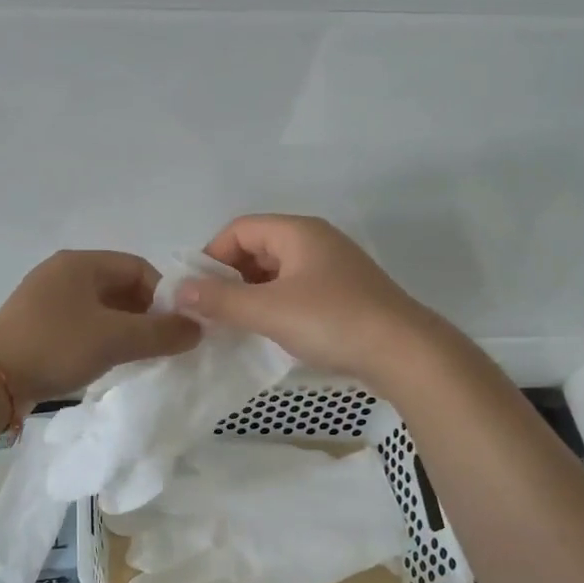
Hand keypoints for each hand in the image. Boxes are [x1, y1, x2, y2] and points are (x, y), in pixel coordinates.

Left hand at [0, 251, 200, 405]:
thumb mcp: (116, 339)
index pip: (138, 267)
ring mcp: (44, 298)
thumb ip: (161, 334)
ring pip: (100, 307)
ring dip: (124, 327)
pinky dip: (100, 337)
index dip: (163, 295)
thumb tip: (198, 329)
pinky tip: (107, 361)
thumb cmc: (56, 347)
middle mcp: (61, 273)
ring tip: (138, 355)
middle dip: (145, 313)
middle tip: (162, 343)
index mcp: (80, 263)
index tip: (176, 326)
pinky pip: (80, 322)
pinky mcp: (34, 324)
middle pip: (119, 286)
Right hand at [174, 215, 439, 385]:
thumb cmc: (332, 321)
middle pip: (257, 247)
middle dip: (230, 277)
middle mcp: (315, 241)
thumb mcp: (269, 310)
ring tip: (235, 325)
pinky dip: (275, 305)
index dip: (212, 256)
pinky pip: (296, 290)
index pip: (240, 229)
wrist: (405, 353)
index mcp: (298, 232)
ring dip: (251, 294)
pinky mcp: (344, 294)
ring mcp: (333, 268)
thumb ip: (221, 300)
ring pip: (277, 272)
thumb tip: (179, 290)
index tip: (197, 291)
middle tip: (212, 311)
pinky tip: (268, 332)